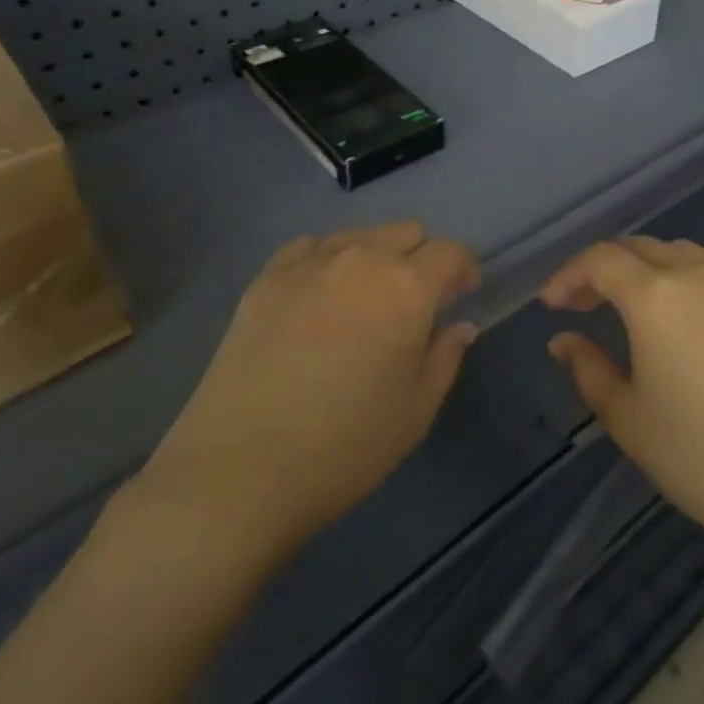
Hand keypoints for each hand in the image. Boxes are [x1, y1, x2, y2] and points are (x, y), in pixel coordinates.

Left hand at [141, 222, 479, 573]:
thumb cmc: (346, 446)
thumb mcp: (417, 409)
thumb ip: (446, 355)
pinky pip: (309, 248)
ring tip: (365, 299)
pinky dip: (327, 261)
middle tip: (415, 302)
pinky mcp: (266, 278)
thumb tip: (458, 325)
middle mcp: (361, 259)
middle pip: (406, 233)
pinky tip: (319, 296)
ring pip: (358, 235)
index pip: (451, 253)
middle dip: (421, 259)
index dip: (464, 270)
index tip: (462, 295)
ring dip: (375, 257)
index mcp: (407, 287)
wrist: (240, 471)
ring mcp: (309, 263)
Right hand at [543, 237, 703, 569]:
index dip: (568, 275)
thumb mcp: (629, 419)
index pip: (601, 260)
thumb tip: (564, 341)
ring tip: (624, 307)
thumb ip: (589, 370)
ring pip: (676, 255)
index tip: (549, 305)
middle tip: (579, 305)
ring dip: (641, 269)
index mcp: (657, 295)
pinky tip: (674, 324)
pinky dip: (676, 282)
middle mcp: (696, 276)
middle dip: (601, 269)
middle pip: (638, 248)